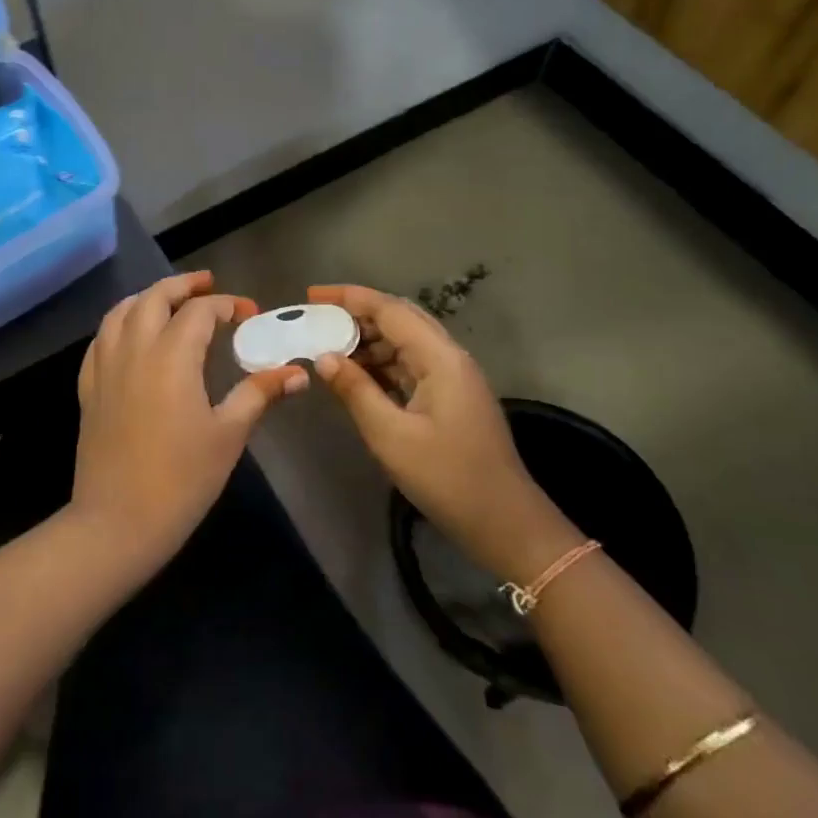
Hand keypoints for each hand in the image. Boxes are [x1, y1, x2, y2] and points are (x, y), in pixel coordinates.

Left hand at [71, 272, 306, 573]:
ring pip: (121, 312)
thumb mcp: (229, 434)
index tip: (248, 313)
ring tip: (168, 301)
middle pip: (154, 298)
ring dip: (147, 298)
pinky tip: (130, 335)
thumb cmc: (182, 479)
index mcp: (171, 356)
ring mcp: (105, 368)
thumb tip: (297, 372)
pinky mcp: (88, 389)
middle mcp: (134, 349)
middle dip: (182, 285)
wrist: (118, 521)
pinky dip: (119, 324)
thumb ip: (259, 394)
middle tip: (206, 284)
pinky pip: (100, 340)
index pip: (199, 312)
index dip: (226, 305)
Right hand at [308, 285, 575, 580]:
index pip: (390, 310)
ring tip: (328, 350)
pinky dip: (381, 364)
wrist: (504, 522)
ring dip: (367, 342)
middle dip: (356, 315)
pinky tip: (355, 377)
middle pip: (399, 320)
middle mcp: (449, 357)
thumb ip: (355, 390)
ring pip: (404, 343)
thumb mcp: (391, 435)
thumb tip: (323, 357)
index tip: (312, 294)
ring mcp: (452, 378)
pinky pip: (410, 366)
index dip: (349, 297)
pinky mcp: (450, 398)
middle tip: (316, 321)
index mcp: (440, 358)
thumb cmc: (447, 477)